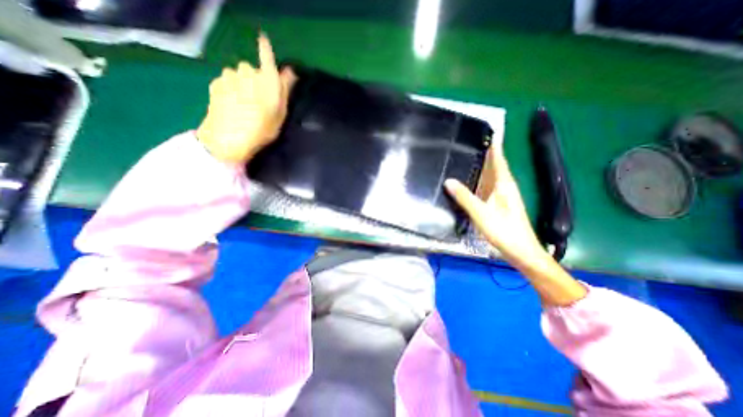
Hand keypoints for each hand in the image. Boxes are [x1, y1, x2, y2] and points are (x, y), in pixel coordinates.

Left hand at [196, 33, 297, 164]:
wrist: (228, 139)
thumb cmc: (261, 130)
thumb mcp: (280, 115)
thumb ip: (284, 90)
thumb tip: (290, 72)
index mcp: (267, 81)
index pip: (267, 56)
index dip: (266, 48)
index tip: (264, 40)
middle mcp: (248, 72)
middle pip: (253, 69)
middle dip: (256, 80)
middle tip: (259, 100)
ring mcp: (229, 76)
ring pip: (238, 74)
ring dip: (242, 84)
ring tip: (244, 104)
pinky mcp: (216, 82)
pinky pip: (227, 81)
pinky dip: (230, 88)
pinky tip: (232, 105)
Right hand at [444, 146, 588, 305]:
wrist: (521, 251)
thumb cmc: (504, 231)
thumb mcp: (481, 213)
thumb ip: (465, 197)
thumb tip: (448, 181)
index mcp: (503, 184)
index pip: (498, 158)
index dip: (493, 145)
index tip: (486, 131)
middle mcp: (504, 186)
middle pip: (493, 165)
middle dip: (483, 153)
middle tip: (466, 143)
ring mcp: (501, 196)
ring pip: (489, 176)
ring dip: (479, 167)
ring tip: (464, 157)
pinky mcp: (497, 204)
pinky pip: (486, 187)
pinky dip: (477, 181)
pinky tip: (468, 181)